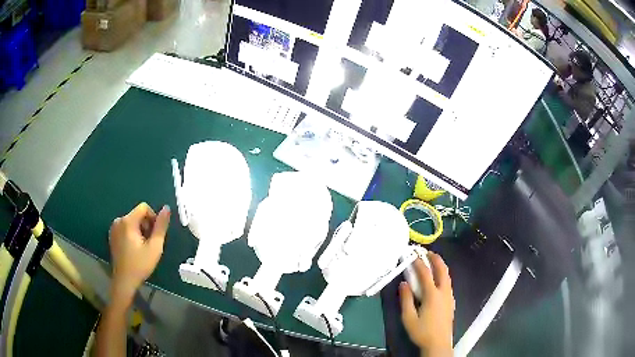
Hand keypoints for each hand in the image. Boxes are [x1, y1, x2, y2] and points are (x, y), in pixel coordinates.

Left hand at [108, 203, 169, 304]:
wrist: (124, 280)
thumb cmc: (140, 265)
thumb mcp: (155, 247)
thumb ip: (161, 227)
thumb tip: (166, 208)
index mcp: (128, 221)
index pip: (144, 207)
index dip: (153, 218)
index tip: (155, 235)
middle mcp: (119, 220)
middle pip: (138, 214)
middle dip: (146, 226)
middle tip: (150, 244)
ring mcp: (114, 227)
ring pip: (132, 221)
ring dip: (140, 230)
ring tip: (142, 248)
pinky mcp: (112, 234)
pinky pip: (126, 227)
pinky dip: (132, 234)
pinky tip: (134, 249)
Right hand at [400, 253, 453, 356]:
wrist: (438, 343)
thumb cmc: (422, 332)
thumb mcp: (408, 318)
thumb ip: (406, 299)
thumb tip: (403, 283)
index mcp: (432, 295)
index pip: (425, 274)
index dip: (418, 263)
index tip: (412, 255)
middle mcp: (443, 292)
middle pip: (442, 270)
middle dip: (435, 259)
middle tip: (428, 252)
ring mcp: (449, 297)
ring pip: (447, 276)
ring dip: (441, 266)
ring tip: (433, 262)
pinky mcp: (451, 302)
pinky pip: (448, 284)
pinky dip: (443, 276)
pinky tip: (438, 280)